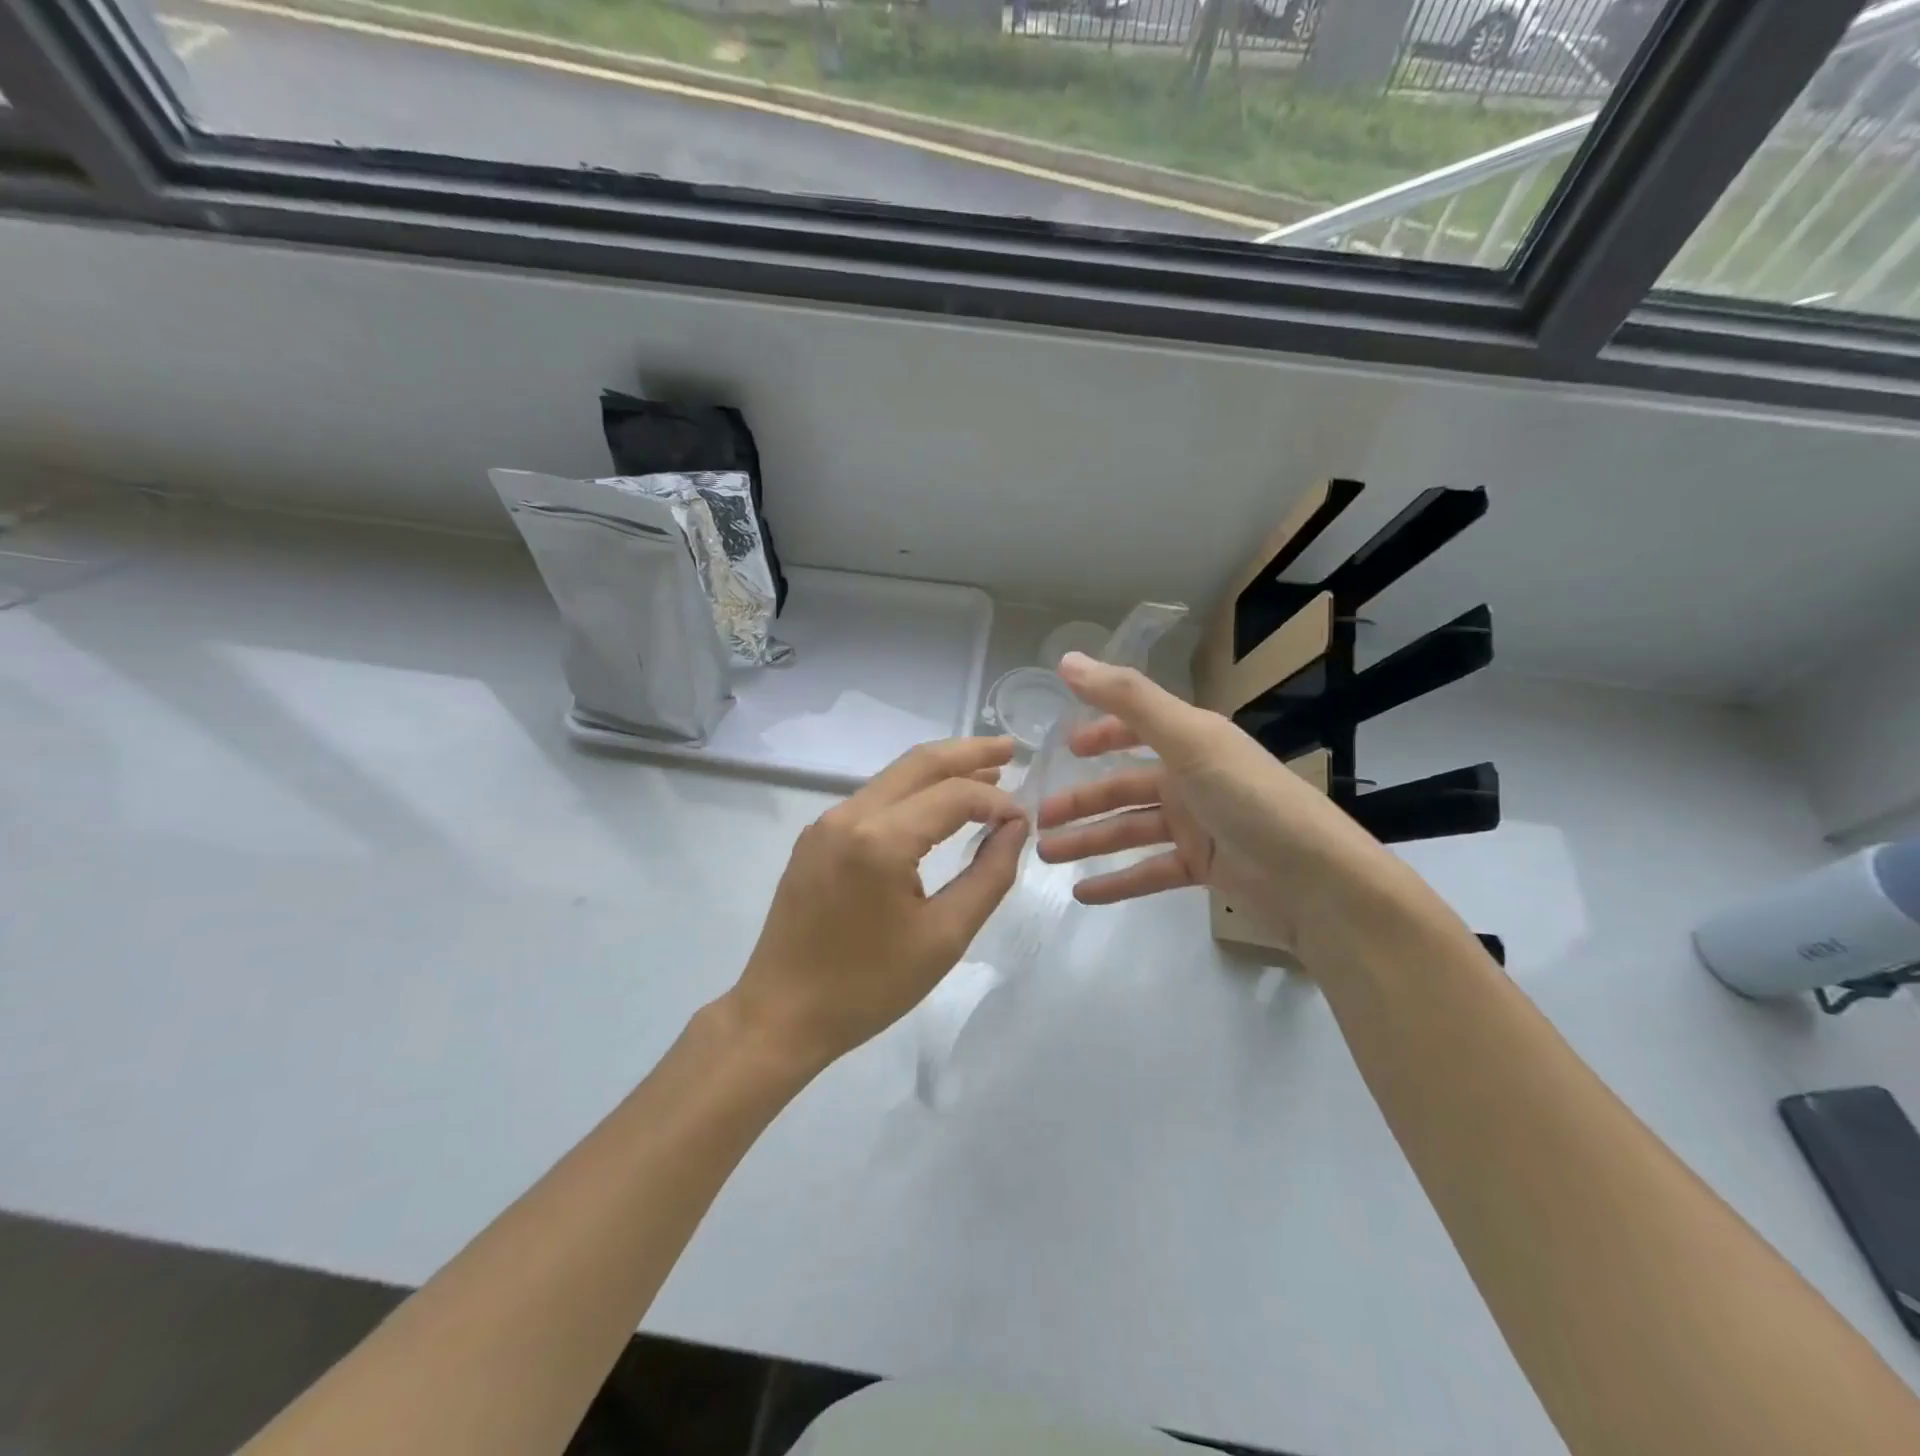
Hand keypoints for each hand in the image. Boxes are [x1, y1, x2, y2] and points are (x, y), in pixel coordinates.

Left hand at [728, 737, 1028, 1071]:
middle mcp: (848, 816)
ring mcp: (825, 823)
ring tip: (985, 774)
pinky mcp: (815, 838)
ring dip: (940, 771)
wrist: (781, 1015)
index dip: (996, 801)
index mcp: (879, 840)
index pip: (952, 796)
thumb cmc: (868, 986)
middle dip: (969, 753)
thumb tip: (1014, 828)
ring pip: (894, 777)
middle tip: (1012, 749)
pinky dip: (912, 794)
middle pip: (918, 763)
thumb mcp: (944, 937)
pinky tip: (936, 808)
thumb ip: (988, 875)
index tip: (1024, 820)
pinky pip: (873, 800)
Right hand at [1034, 653, 1422, 969]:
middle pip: (1124, 786)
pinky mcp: (1203, 868)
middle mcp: (1192, 778)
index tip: (1063, 745)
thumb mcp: (1188, 739)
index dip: (1101, 731)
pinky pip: (1149, 871)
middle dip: (1081, 799)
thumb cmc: (1248, 798)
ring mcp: (1198, 825)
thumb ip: (1128, 699)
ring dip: (1088, 841)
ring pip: (1129, 830)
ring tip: (1045, 855)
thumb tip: (1067, 660)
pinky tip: (1082, 894)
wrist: (1315, 881)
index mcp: (1192, 741)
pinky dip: (1117, 881)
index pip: (1138, 727)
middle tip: (1037, 815)